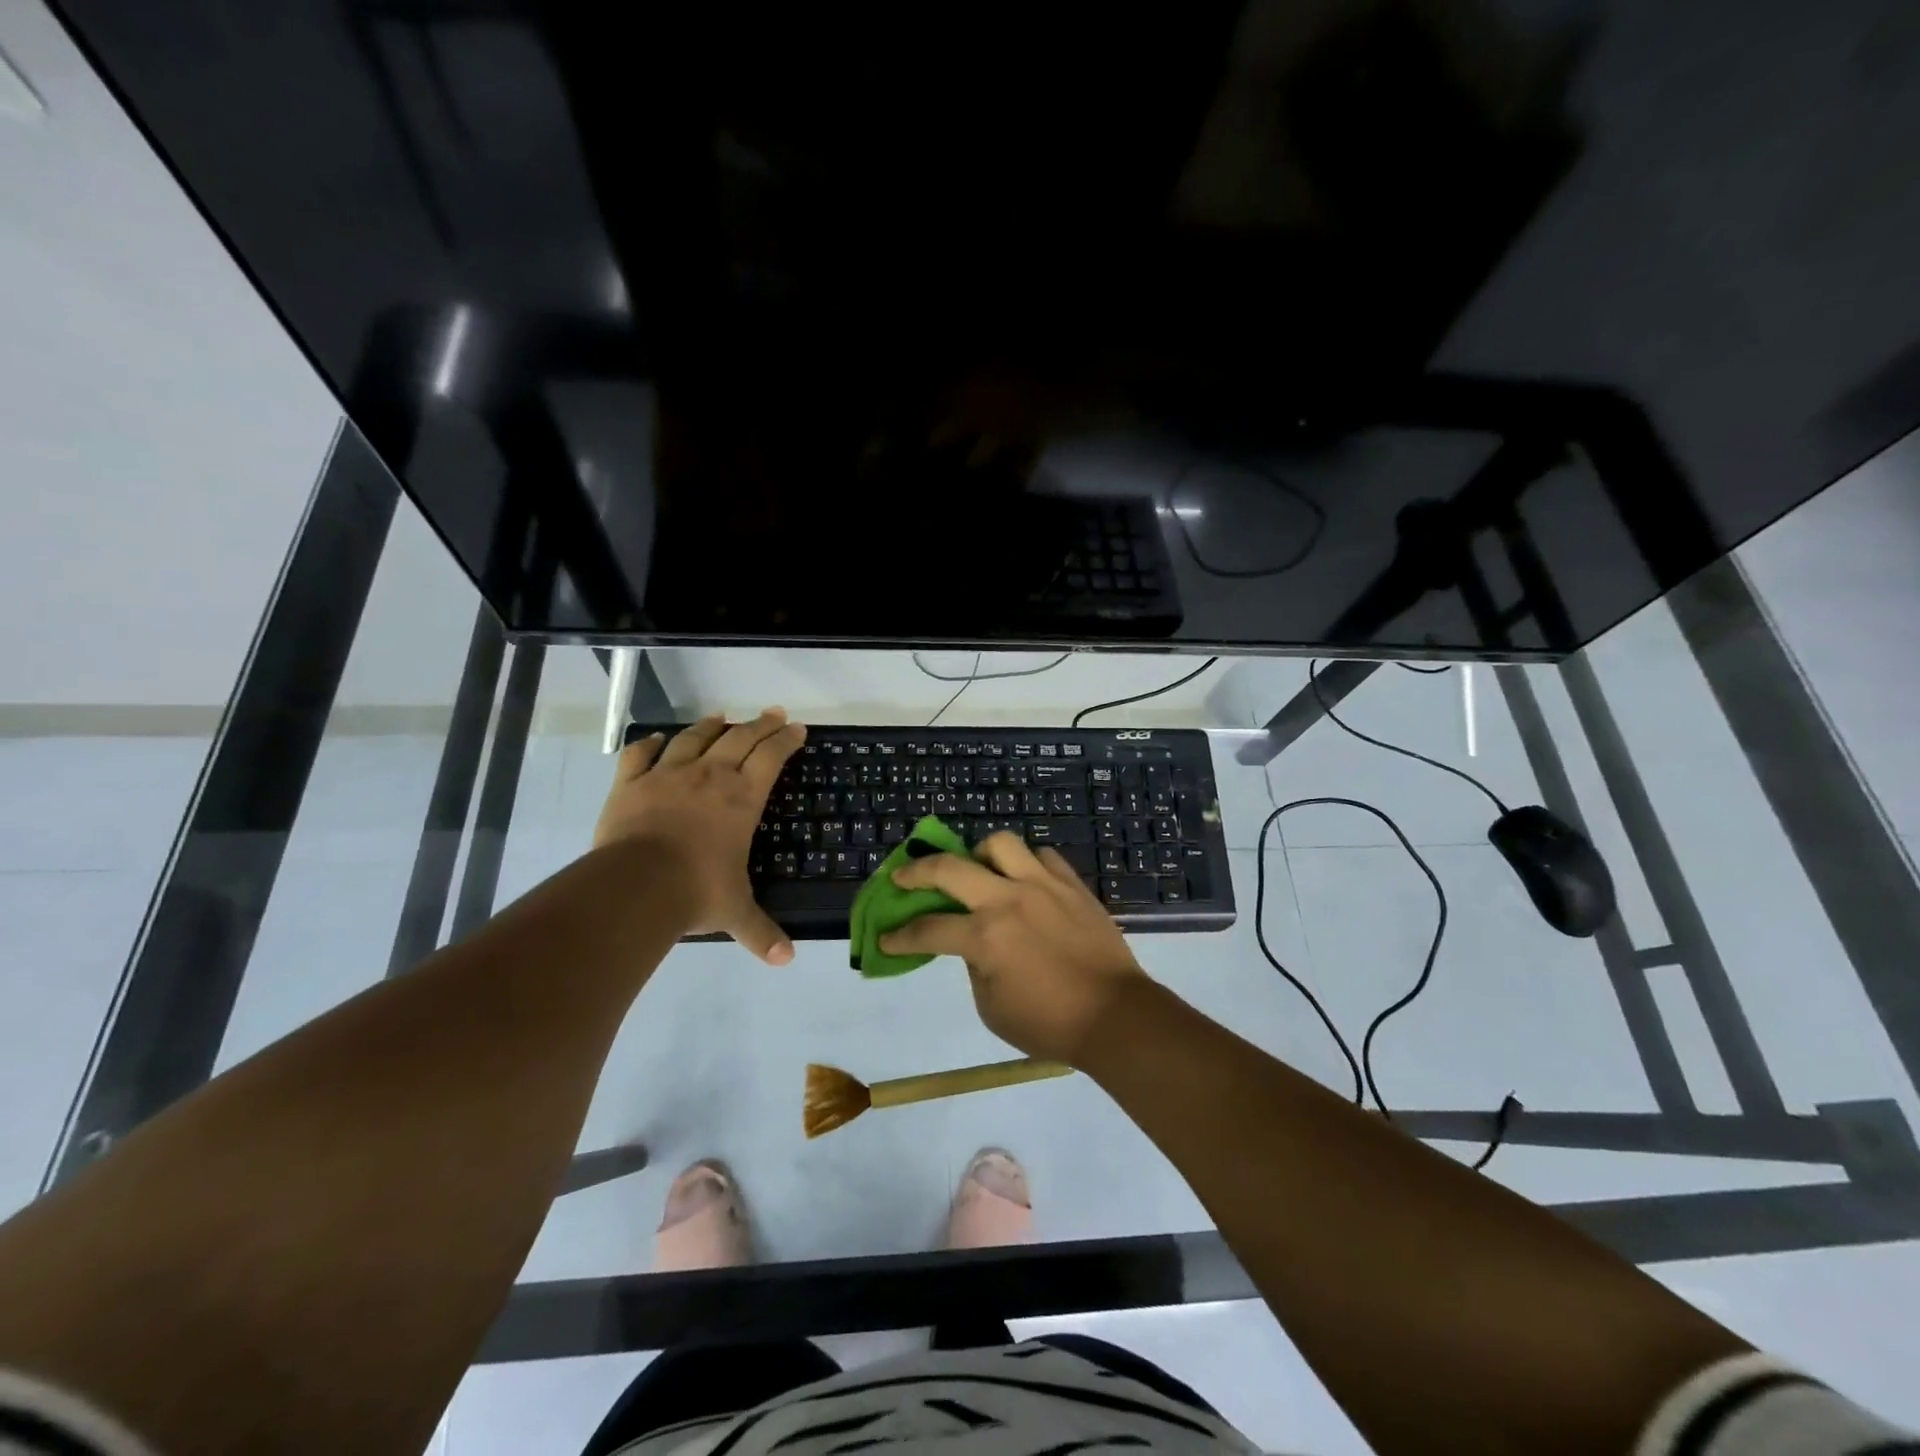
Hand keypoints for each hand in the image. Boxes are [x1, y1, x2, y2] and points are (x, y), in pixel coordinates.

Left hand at [594, 709, 805, 963]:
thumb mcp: (735, 913)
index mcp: (741, 798)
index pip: (771, 757)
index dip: (786, 741)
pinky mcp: (631, 783)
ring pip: (694, 738)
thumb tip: (786, 961)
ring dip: (711, 726)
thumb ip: (762, 933)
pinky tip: (657, 739)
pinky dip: (650, 743)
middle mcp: (710, 776)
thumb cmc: (696, 891)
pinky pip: (641, 754)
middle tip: (773, 714)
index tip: (797, 729)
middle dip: (760, 725)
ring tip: (722, 717)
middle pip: (740, 738)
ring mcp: (667, 775)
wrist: (635, 886)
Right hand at [880, 832, 1150, 1062]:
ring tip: (976, 870)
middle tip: (903, 879)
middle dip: (916, 872)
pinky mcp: (1071, 884)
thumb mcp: (992, 1008)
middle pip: (950, 868)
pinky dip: (1025, 863)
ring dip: (978, 854)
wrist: (1115, 1016)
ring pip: (1000, 843)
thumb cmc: (1050, 1024)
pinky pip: (1042, 856)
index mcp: (985, 937)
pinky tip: (1022, 880)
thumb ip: (974, 967)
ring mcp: (1043, 885)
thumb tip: (972, 943)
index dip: (900, 935)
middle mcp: (1008, 899)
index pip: (927, 929)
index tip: (885, 937)